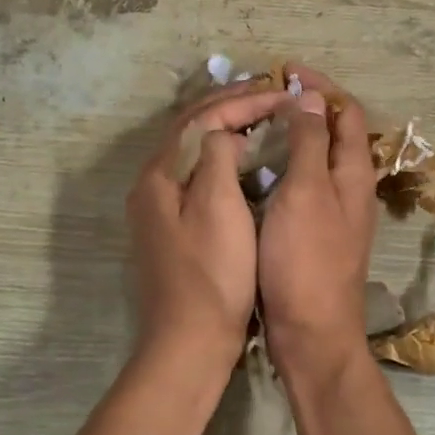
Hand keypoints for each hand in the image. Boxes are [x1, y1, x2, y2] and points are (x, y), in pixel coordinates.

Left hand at [127, 80, 285, 368]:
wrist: (188, 343)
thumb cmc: (211, 274)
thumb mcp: (218, 206)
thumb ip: (218, 156)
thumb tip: (223, 133)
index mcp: (159, 175)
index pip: (201, 118)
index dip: (243, 101)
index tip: (283, 93)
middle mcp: (151, 184)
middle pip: (189, 128)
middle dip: (229, 105)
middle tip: (270, 92)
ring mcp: (158, 207)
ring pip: (192, 150)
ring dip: (224, 127)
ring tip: (260, 115)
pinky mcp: (171, 227)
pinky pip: (196, 174)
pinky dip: (221, 156)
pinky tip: (244, 159)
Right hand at [258, 65, 376, 383]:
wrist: (310, 333)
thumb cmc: (306, 260)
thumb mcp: (306, 194)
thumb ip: (309, 144)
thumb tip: (311, 97)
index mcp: (353, 174)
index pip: (347, 112)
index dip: (320, 86)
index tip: (284, 72)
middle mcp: (349, 188)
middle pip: (334, 133)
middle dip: (305, 107)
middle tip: (264, 97)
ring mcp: (333, 212)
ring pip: (316, 159)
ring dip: (292, 136)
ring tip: (255, 126)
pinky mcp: (314, 232)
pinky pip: (301, 184)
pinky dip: (282, 166)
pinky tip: (254, 171)